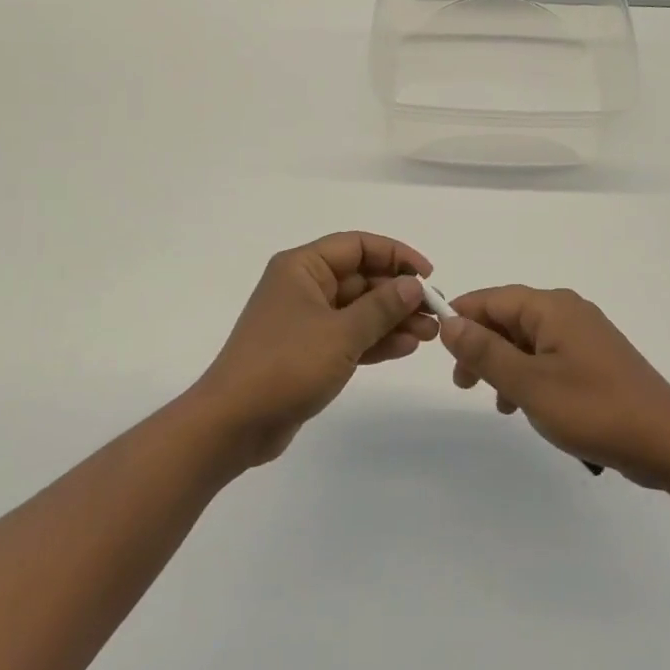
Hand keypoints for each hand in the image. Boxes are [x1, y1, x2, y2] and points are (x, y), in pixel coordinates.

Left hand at [191, 232, 437, 465]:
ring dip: (392, 319)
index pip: (357, 246)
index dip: (396, 255)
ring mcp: (306, 320)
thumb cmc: (286, 365)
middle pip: (361, 278)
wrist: (234, 423)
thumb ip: (381, 307)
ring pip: (358, 310)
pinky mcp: (308, 351)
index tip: (428, 276)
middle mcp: (304, 286)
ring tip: (429, 335)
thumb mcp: (341, 333)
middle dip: (398, 294)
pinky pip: (349, 336)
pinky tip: (405, 348)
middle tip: (435, 313)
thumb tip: (413, 285)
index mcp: (303, 267)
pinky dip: (375, 340)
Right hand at [441, 286, 669, 486]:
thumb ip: (485, 352)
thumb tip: (449, 322)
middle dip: (481, 346)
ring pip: (526, 340)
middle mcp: (567, 311)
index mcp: (551, 307)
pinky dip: (528, 375)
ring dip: (503, 364)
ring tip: (494, 402)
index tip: (437, 347)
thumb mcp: (529, 383)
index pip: (491, 299)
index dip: (461, 318)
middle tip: (463, 383)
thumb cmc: (593, 409)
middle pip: (508, 317)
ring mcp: (584, 335)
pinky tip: (524, 406)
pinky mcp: (594, 359)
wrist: (669, 442)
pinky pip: (548, 356)